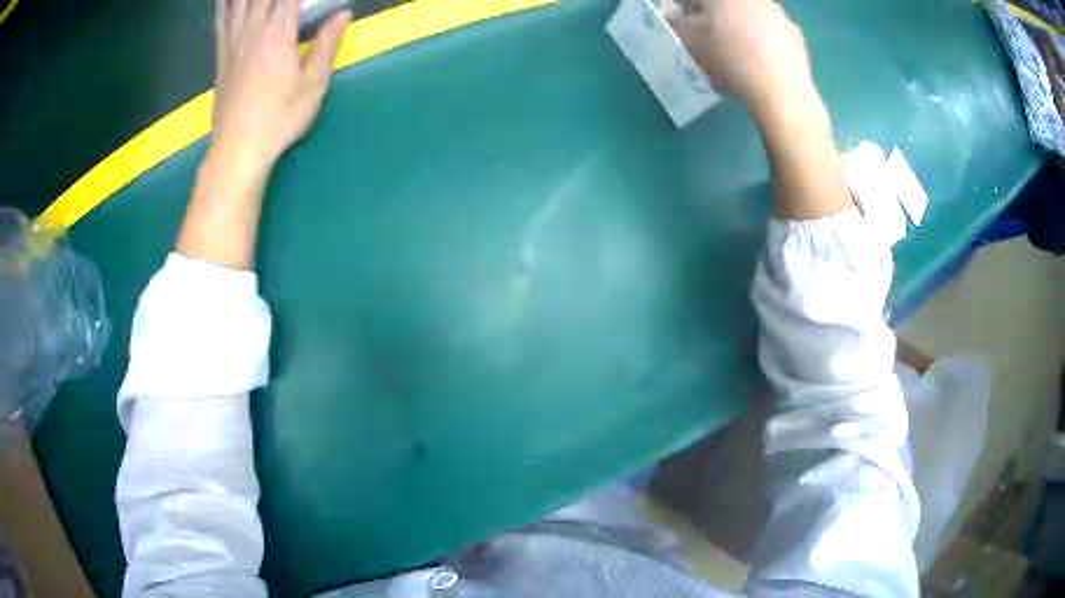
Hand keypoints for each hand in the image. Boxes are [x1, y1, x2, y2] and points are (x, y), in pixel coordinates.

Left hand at [212, 0, 350, 168]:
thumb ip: (327, 44)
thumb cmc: (279, 118)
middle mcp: (253, 31)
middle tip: (287, 1)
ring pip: (240, 3)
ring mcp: (233, 43)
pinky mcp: (221, 57)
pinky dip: (224, 5)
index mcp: (278, 33)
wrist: (237, 149)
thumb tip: (343, 14)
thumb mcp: (313, 84)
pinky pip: (221, 21)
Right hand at [666, 0, 814, 119]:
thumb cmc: (730, 59)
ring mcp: (778, 13)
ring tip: (734, 51)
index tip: (679, 22)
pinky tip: (758, 61)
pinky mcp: (795, 34)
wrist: (782, 91)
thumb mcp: (690, 41)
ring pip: (749, 15)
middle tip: (705, 37)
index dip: (683, 8)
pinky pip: (771, 32)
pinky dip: (762, 40)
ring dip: (738, 26)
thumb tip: (674, 17)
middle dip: (712, 16)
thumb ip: (676, 23)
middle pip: (724, 4)